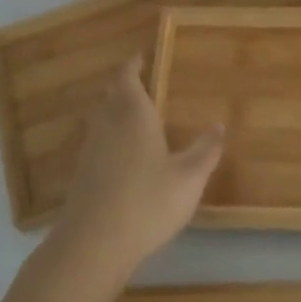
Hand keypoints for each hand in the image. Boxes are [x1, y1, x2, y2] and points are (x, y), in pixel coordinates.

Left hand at [48, 60, 223, 284]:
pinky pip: (96, 143)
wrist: (93, 244)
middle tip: (140, 83)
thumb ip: (205, 150)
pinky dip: (109, 138)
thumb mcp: (189, 177)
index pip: (128, 77)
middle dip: (123, 86)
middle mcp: (107, 125)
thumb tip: (219, 124)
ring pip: (101, 119)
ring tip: (133, 116)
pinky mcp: (82, 176)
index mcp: (133, 115)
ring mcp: (90, 151)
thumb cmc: (147, 201)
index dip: (133, 65)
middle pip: (111, 95)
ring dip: (114, 111)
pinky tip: (121, 156)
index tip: (140, 56)